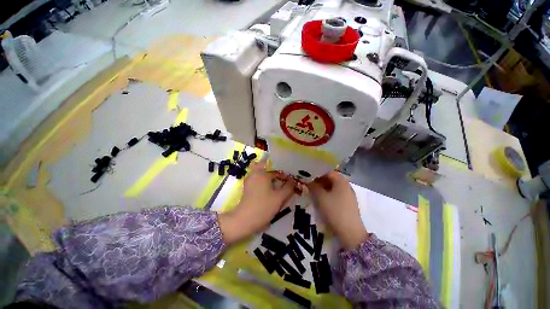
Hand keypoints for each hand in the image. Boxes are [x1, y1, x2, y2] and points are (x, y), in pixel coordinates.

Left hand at [219, 162, 295, 244]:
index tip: (290, 184)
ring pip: (263, 177)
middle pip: (268, 171)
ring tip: (277, 190)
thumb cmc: (263, 206)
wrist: (244, 220)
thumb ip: (288, 188)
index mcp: (262, 173)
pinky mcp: (247, 188)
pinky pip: (258, 182)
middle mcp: (254, 174)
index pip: (277, 172)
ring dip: (270, 181)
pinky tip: (269, 194)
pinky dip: (264, 185)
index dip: (285, 177)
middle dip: (276, 177)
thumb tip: (293, 181)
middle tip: (283, 185)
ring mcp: (249, 181)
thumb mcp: (279, 197)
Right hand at [307, 171, 368, 249]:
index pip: (327, 171)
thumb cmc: (334, 211)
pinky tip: (321, 199)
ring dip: (323, 187)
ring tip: (313, 191)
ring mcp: (348, 194)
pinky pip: (336, 194)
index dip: (317, 173)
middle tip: (309, 184)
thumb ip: (313, 186)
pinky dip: (328, 194)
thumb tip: (307, 180)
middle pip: (330, 179)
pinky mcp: (348, 203)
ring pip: (333, 187)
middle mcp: (346, 185)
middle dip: (319, 180)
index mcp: (341, 181)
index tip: (307, 176)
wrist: (350, 233)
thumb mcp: (320, 197)